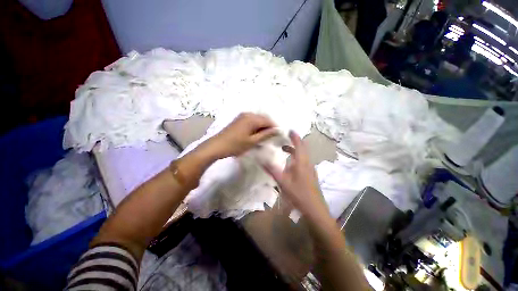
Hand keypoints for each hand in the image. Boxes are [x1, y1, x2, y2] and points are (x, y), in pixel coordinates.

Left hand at [205, 113, 277, 158]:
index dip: (275, 128)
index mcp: (252, 118)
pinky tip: (255, 134)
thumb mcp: (253, 141)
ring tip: (263, 137)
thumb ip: (266, 134)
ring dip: (262, 127)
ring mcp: (242, 116)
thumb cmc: (236, 145)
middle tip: (271, 138)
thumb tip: (277, 130)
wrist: (216, 146)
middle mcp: (248, 114)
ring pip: (257, 120)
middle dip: (269, 127)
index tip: (278, 136)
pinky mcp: (238, 119)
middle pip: (263, 118)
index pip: (268, 121)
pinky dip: (256, 127)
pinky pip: (251, 121)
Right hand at [263, 131, 328, 217]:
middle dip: (294, 142)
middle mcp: (308, 163)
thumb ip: (272, 170)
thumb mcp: (283, 182)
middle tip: (284, 139)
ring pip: (303, 155)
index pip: (299, 145)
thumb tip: (261, 160)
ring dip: (294, 150)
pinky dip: (297, 157)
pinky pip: (304, 161)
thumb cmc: (298, 194)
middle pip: (302, 148)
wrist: (315, 209)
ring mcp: (310, 169)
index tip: (289, 130)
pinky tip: (290, 164)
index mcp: (302, 162)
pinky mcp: (311, 174)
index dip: (295, 136)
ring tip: (284, 150)